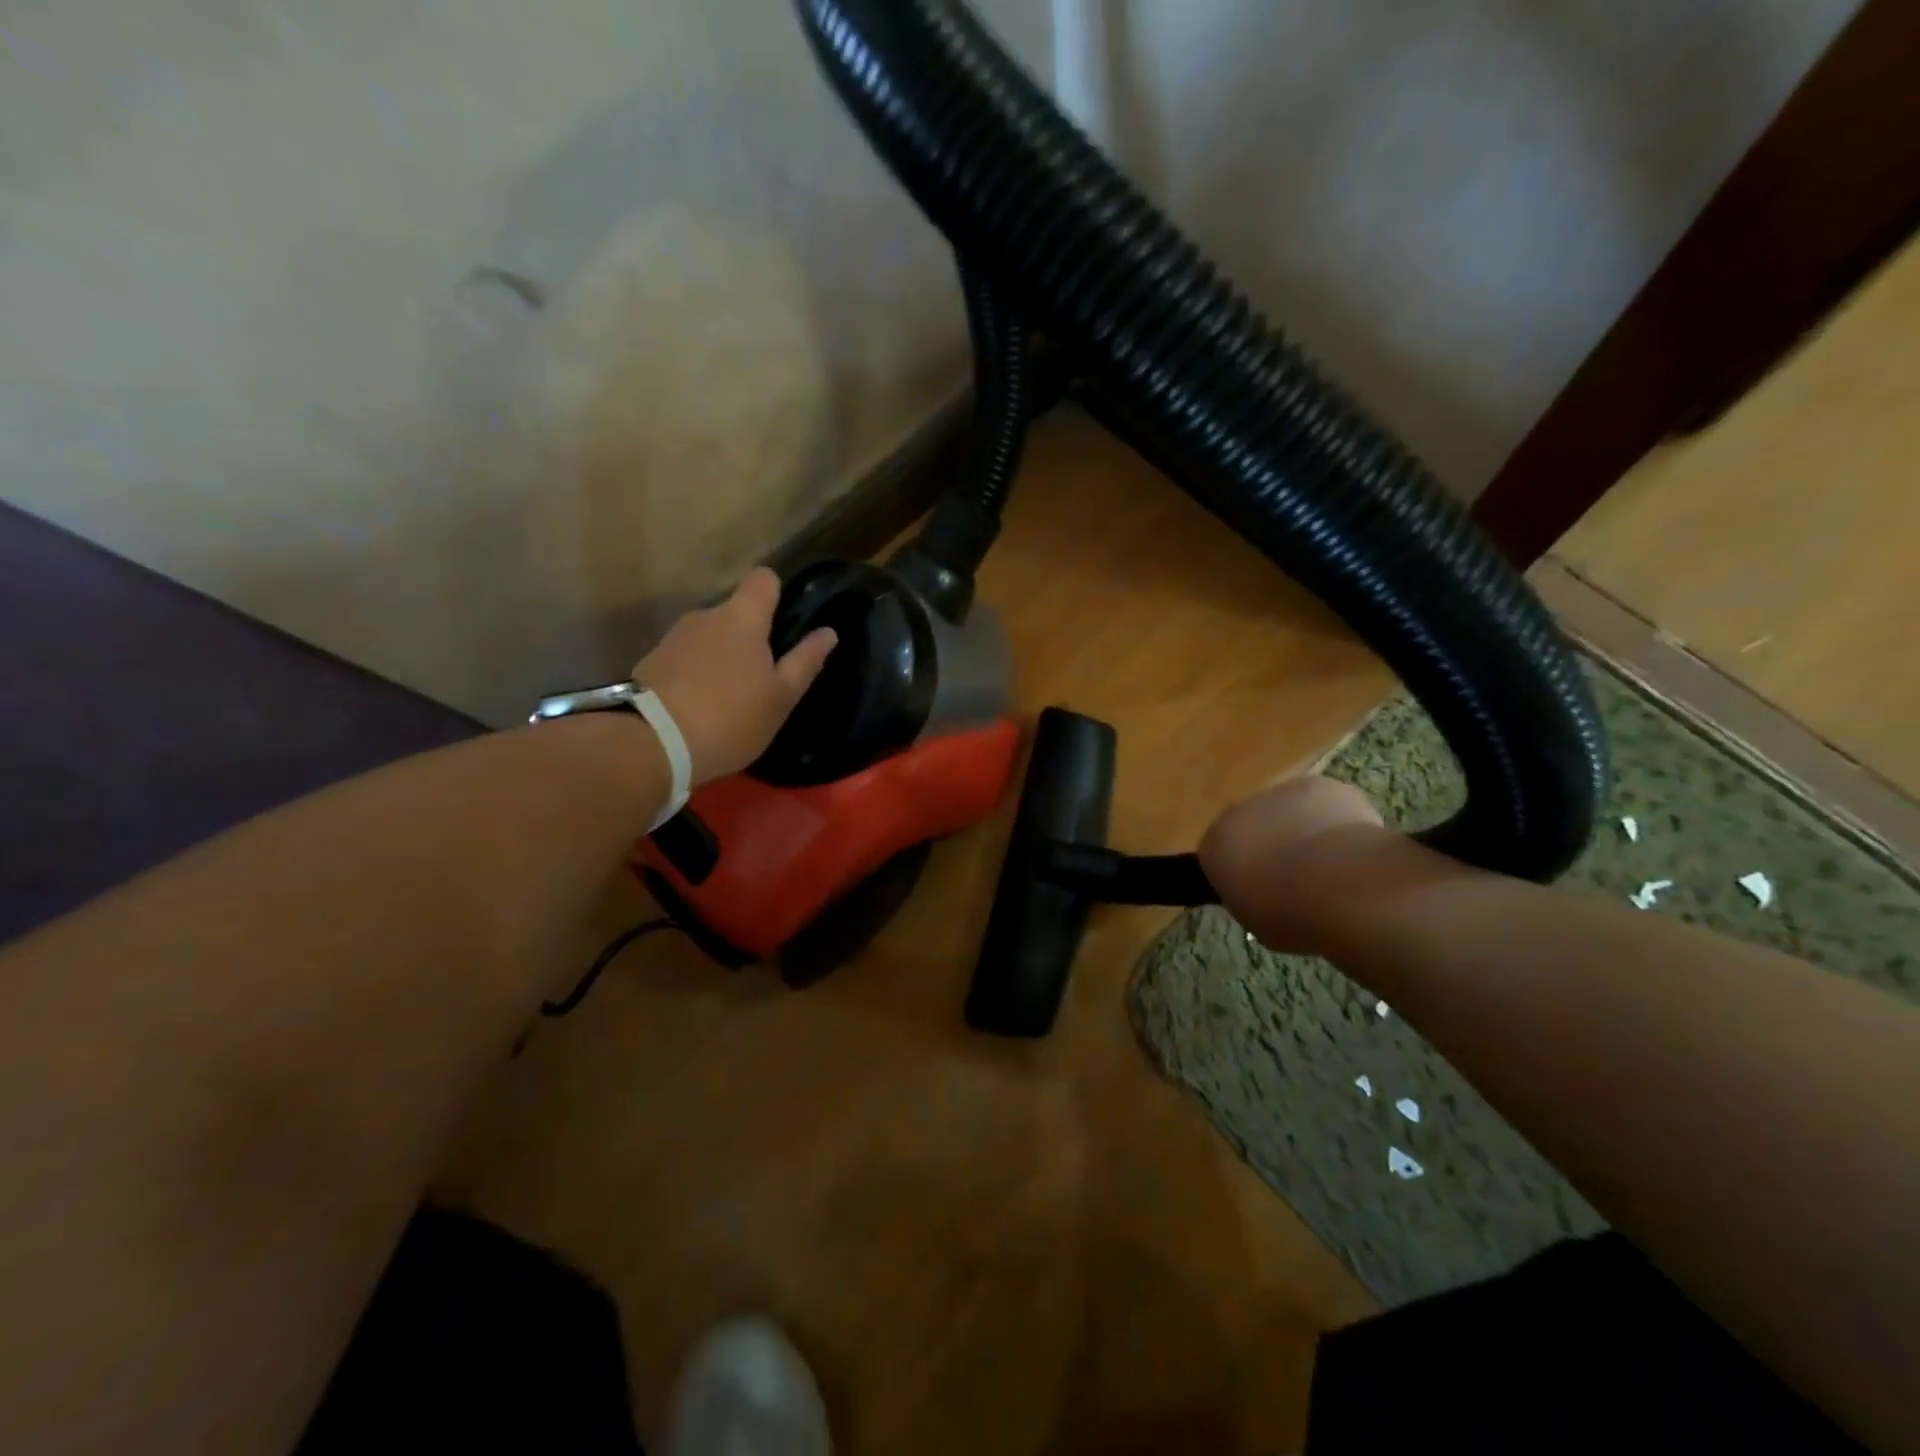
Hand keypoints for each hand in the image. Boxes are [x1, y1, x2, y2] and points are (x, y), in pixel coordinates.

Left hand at [634, 568, 836, 784]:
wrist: (652, 745)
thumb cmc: (731, 718)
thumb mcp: (780, 697)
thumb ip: (805, 661)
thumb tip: (828, 632)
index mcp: (742, 618)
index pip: (763, 580)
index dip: (777, 593)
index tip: (785, 620)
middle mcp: (705, 616)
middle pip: (735, 613)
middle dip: (750, 637)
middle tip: (762, 677)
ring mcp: (673, 638)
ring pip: (709, 637)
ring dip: (722, 658)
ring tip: (729, 698)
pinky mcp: (651, 662)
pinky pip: (686, 659)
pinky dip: (697, 674)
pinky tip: (701, 707)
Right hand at [1199, 776, 1384, 953]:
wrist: (1341, 885)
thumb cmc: (1291, 915)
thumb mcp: (1258, 924)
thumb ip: (1252, 901)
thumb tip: (1265, 894)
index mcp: (1215, 847)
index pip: (1220, 856)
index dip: (1243, 874)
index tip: (1264, 894)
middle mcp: (1238, 812)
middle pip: (1251, 828)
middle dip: (1270, 847)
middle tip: (1298, 881)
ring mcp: (1278, 793)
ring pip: (1286, 812)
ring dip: (1300, 831)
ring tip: (1331, 865)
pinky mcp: (1318, 786)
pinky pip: (1322, 804)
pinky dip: (1334, 821)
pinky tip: (1353, 847)